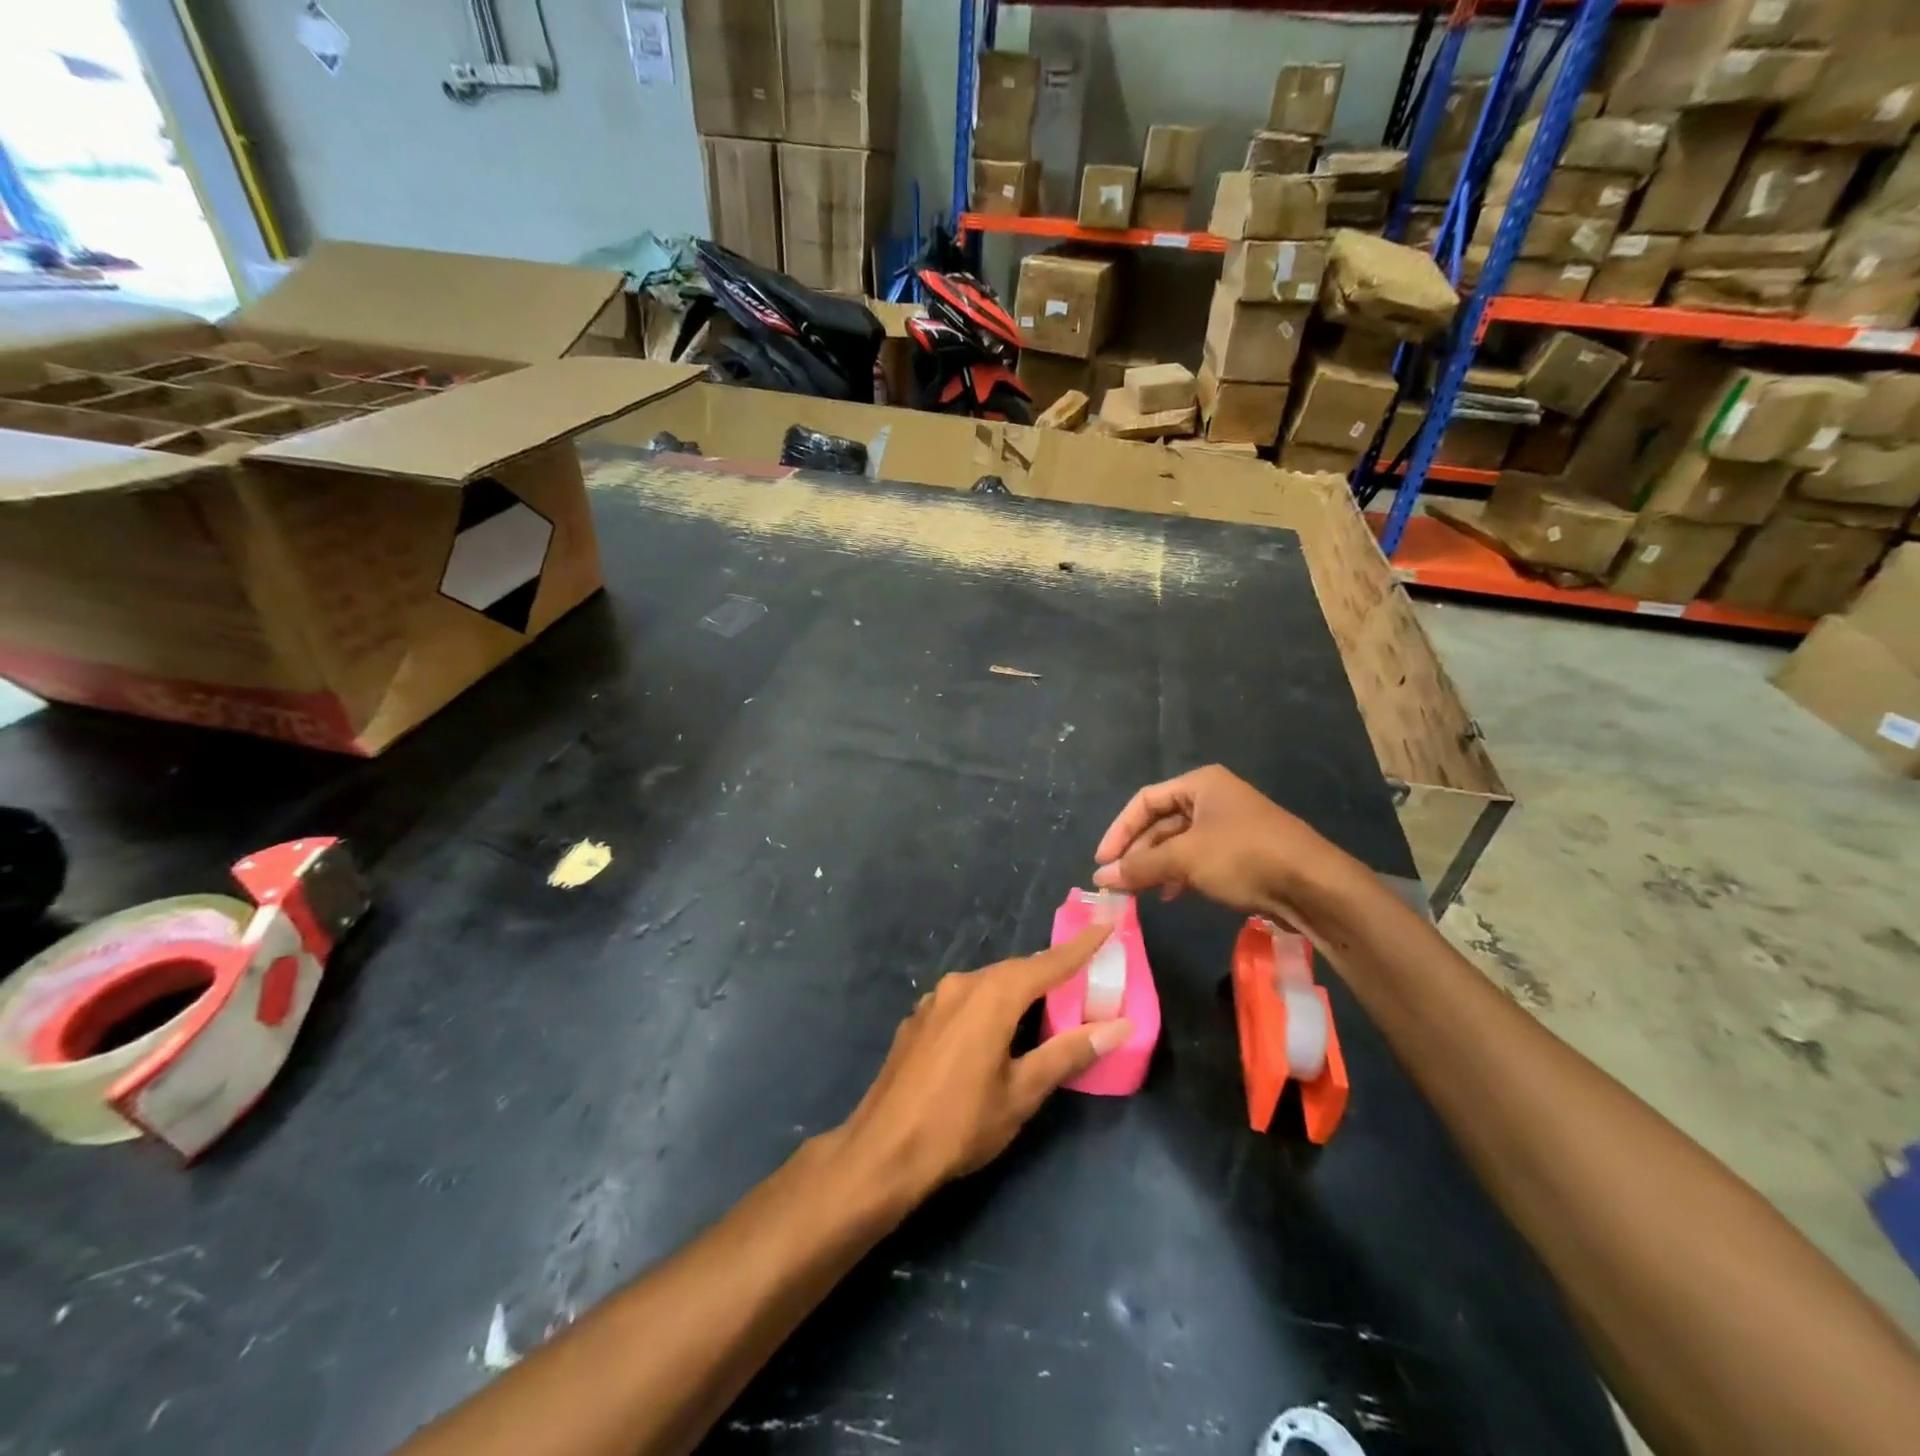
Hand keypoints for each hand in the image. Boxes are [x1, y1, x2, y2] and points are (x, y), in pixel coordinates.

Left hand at [837, 926, 1131, 1203]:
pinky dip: (989, 1004)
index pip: (1047, 963)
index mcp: (991, 996)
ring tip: (1044, 1006)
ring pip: (987, 984)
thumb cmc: (960, 1124)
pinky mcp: (918, 1019)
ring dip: (1017, 991)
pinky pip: (964, 999)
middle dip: (1049, 972)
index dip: (1079, 947)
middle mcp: (961, 985)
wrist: (882, 1151)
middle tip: (1082, 977)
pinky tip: (995, 1029)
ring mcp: (934, 1000)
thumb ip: (1069, 1052)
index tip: (1104, 925)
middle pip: (1015, 971)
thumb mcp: (1022, 1092)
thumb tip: (1119, 1026)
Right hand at [1092, 765, 1355, 927]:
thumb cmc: (1244, 856)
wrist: (1314, 886)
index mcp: (1200, 784)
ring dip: (1156, 867)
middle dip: (1138, 853)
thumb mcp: (1185, 859)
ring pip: (1179, 844)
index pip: (1144, 801)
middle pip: (1161, 823)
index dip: (1119, 831)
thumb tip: (1100, 878)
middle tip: (1118, 883)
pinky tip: (1172, 895)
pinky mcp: (1243, 853)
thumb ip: (1140, 867)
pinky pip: (1199, 859)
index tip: (1103, 862)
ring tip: (1140, 893)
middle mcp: (1214, 798)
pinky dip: (1180, 875)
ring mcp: (1230, 826)